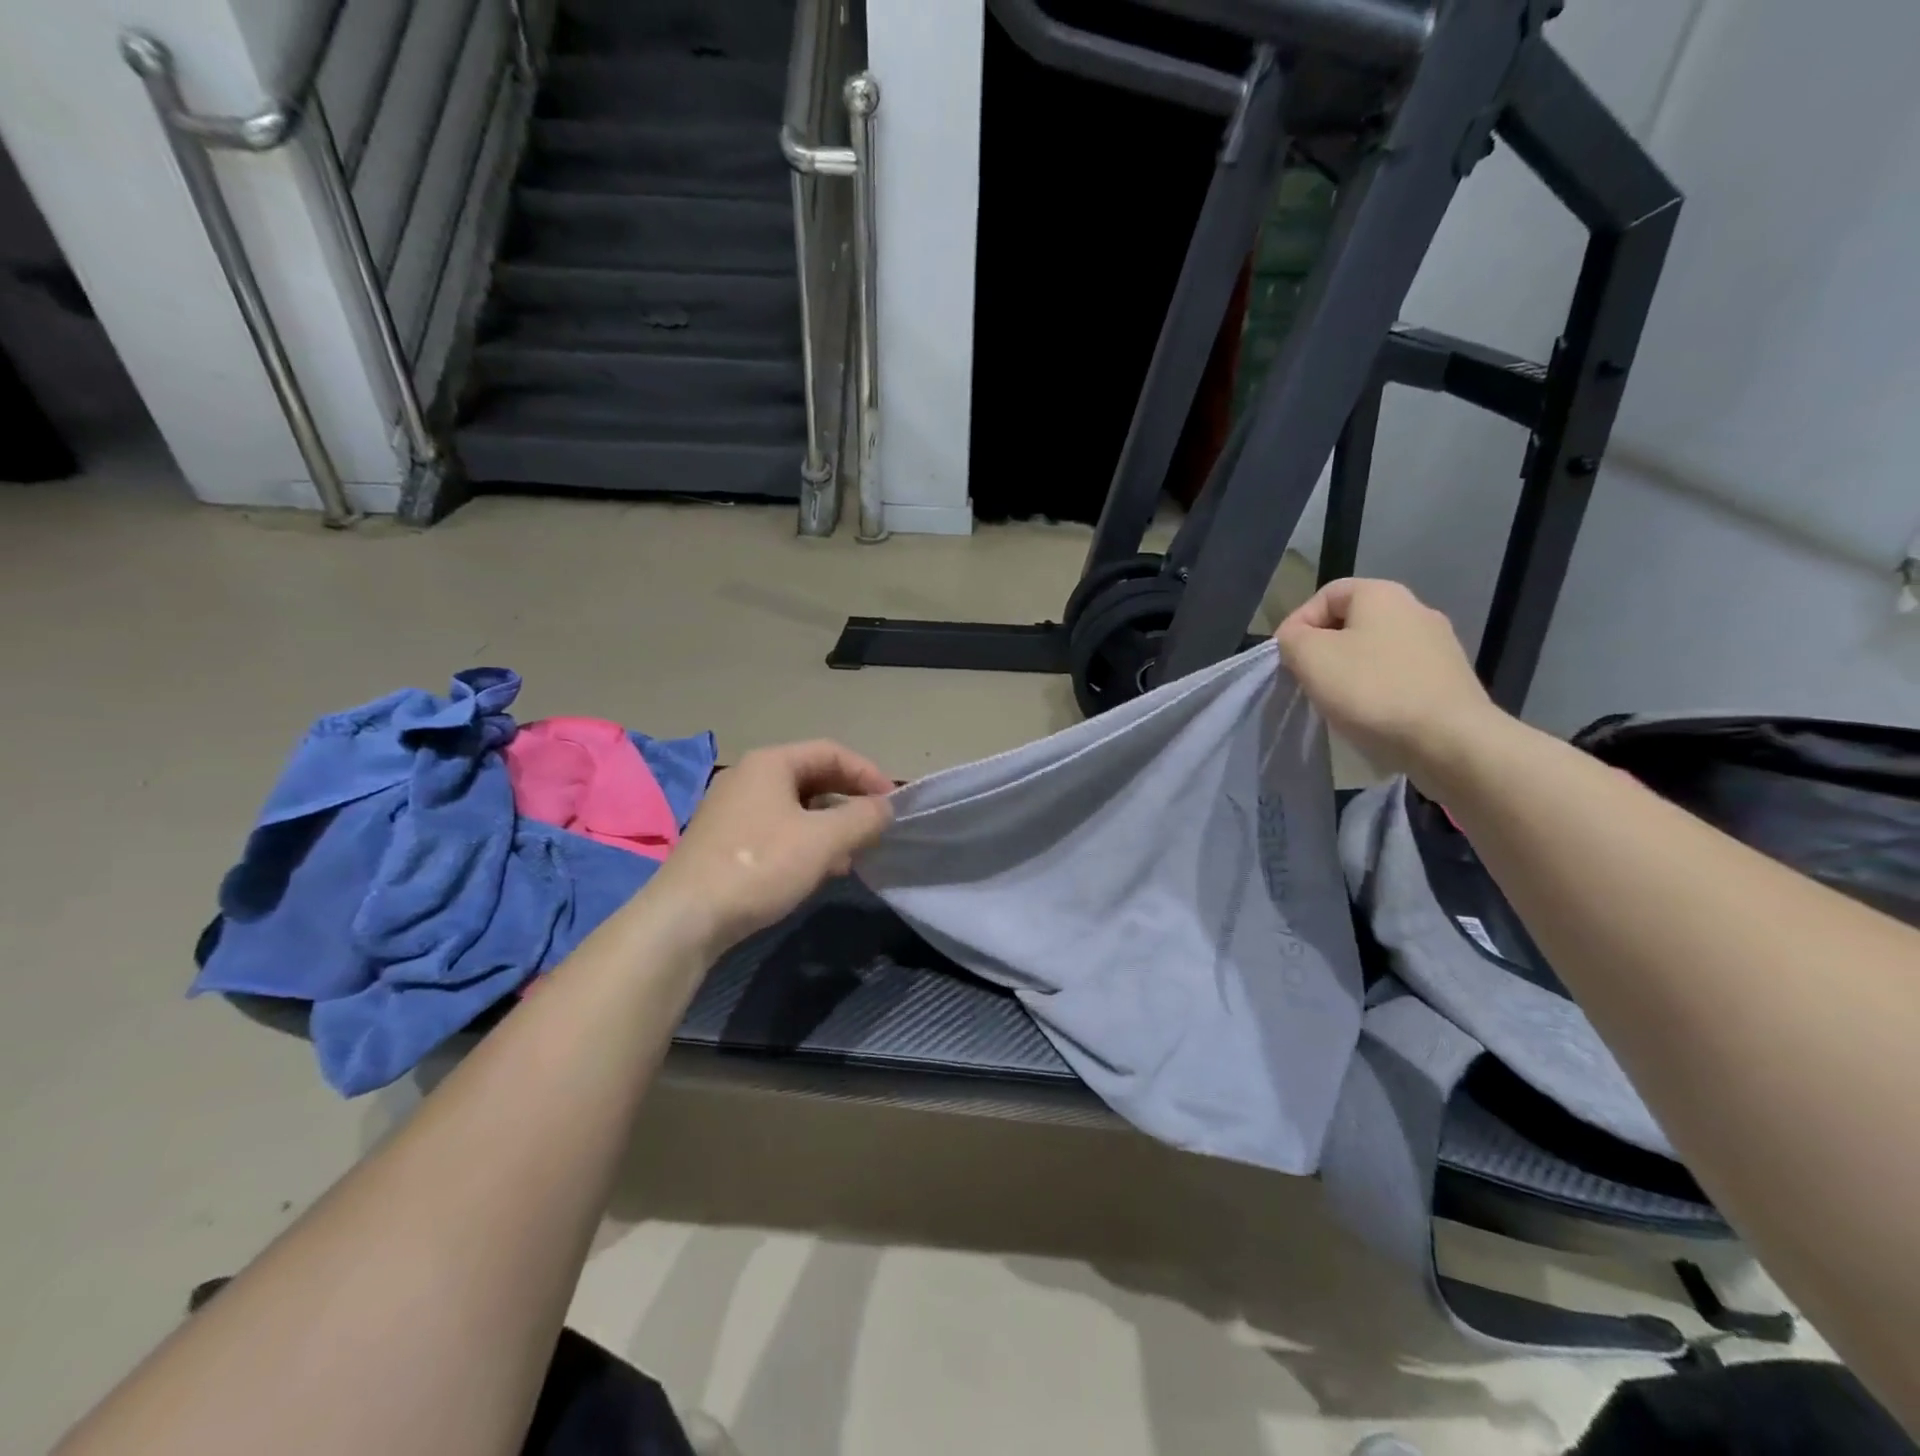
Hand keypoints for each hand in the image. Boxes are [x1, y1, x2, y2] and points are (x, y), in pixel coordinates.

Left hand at [640, 740, 894, 957]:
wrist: (686, 918)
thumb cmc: (760, 865)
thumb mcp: (823, 841)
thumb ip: (863, 819)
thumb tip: (885, 808)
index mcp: (770, 763)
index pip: (831, 752)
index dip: (868, 773)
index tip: (893, 803)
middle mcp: (748, 777)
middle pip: (813, 777)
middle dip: (849, 800)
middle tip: (876, 826)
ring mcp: (732, 809)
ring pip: (796, 807)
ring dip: (830, 825)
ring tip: (853, 853)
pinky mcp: (724, 841)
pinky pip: (777, 829)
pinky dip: (805, 841)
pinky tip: (819, 870)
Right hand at [1275, 578, 1505, 779]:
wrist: (1449, 740)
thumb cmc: (1372, 690)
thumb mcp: (1311, 657)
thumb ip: (1293, 638)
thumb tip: (1297, 639)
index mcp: (1383, 595)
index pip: (1327, 594)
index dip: (1298, 622)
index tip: (1286, 658)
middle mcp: (1416, 610)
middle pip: (1352, 622)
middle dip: (1324, 649)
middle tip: (1307, 679)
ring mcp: (1438, 646)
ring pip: (1375, 651)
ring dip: (1350, 672)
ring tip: (1336, 701)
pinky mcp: (1448, 680)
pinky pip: (1399, 676)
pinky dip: (1378, 690)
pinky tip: (1369, 715)